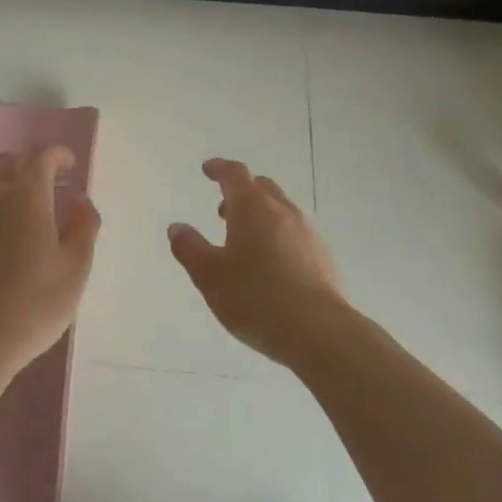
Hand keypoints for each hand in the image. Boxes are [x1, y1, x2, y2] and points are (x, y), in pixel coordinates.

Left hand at [0, 146, 101, 377]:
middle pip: (8, 161)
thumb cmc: (33, 305)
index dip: (58, 155)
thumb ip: (83, 227)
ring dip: (1, 179)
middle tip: (47, 187)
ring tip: (15, 202)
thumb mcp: (75, 270)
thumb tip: (79, 200)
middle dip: (30, 165)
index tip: (70, 166)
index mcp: (27, 196)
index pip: (41, 156)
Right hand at [169, 158, 347, 366]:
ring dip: (261, 216)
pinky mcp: (324, 258)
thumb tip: (177, 228)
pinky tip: (273, 267)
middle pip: (261, 187)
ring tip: (245, 242)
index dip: (219, 168)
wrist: (321, 333)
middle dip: (241, 192)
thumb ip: (189, 248)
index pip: (234, 174)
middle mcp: (282, 211)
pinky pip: (296, 234)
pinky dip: (279, 237)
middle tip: (223, 210)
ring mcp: (308, 233)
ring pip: (281, 210)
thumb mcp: (209, 276)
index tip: (208, 170)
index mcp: (252, 207)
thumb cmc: (256, 298)